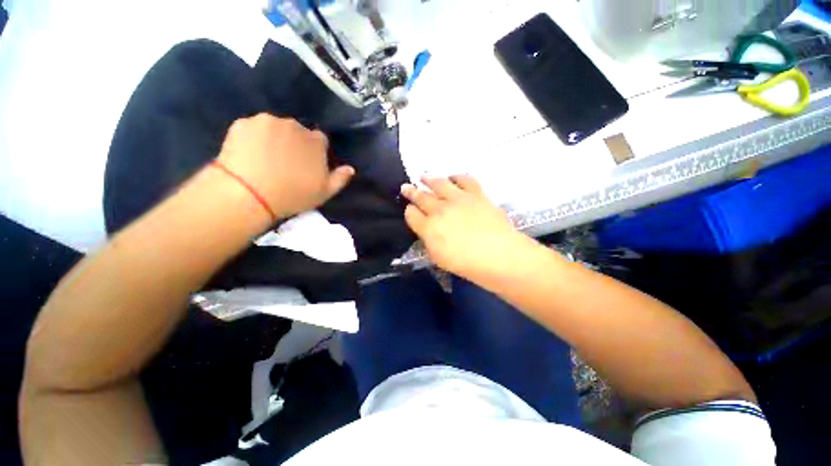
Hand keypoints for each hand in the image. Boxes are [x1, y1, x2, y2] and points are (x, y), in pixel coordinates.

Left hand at [217, 114, 353, 218]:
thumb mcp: (324, 192)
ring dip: (274, 138)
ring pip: (275, 128)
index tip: (307, 165)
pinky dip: (253, 138)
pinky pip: (253, 129)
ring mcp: (267, 122)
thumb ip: (340, 178)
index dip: (314, 152)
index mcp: (316, 141)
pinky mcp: (243, 123)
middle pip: (297, 131)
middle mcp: (294, 125)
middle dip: (294, 143)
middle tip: (286, 163)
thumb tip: (350, 168)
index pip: (319, 140)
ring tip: (266, 159)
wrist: (249, 195)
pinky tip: (249, 154)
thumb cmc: (293, 195)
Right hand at [401, 175, 533, 280]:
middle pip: (421, 197)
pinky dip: (456, 177)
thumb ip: (429, 241)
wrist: (499, 255)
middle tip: (405, 187)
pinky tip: (453, 178)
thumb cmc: (467, 264)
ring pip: (438, 183)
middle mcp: (440, 209)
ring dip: (429, 179)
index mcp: (428, 227)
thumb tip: (426, 230)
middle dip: (411, 192)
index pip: (412, 214)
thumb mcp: (439, 258)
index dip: (409, 212)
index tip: (410, 211)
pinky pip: (464, 180)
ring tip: (423, 177)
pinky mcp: (475, 194)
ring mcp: (458, 199)